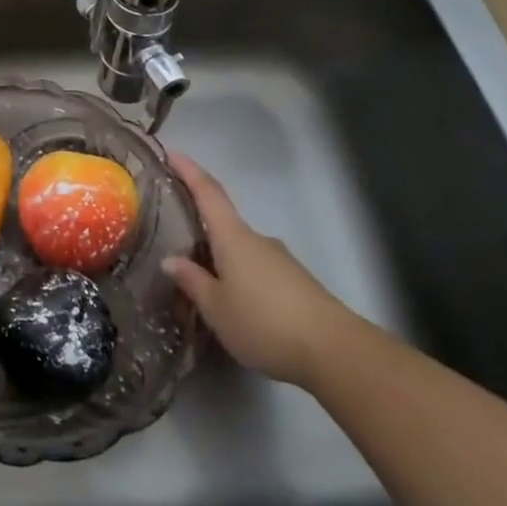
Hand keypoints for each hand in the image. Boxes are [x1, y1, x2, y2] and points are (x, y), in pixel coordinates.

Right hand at [162, 153, 351, 386]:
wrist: (335, 352)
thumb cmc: (264, 322)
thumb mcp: (216, 307)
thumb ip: (192, 281)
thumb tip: (171, 260)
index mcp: (233, 237)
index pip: (208, 193)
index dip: (189, 171)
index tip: (172, 153)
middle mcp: (257, 240)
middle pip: (224, 224)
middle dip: (200, 231)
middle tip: (175, 246)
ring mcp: (280, 261)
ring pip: (241, 252)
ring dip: (221, 261)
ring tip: (202, 285)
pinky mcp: (296, 284)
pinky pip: (257, 271)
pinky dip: (240, 278)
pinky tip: (233, 304)